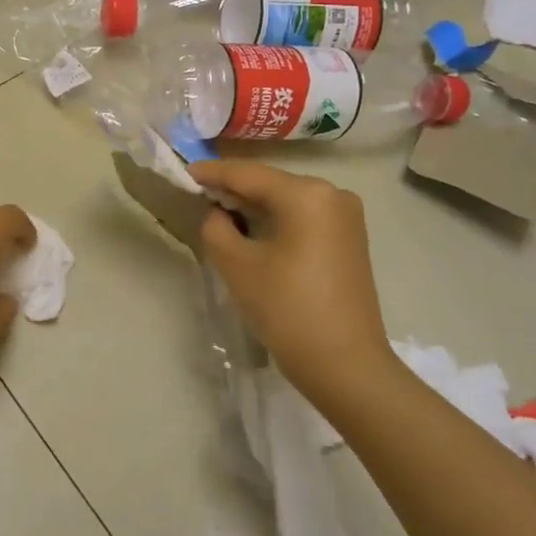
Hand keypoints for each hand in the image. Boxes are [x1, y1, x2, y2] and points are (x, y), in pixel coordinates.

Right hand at [190, 160, 393, 393]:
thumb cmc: (287, 309)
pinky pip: (303, 217)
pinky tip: (252, 227)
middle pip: (271, 184)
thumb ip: (216, 227)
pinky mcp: (350, 239)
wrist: (345, 364)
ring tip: (219, 208)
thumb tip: (218, 214)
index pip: (248, 175)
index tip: (185, 171)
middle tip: (199, 190)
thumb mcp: (237, 265)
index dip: (213, 173)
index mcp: (306, 195)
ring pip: (287, 200)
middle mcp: (332, 194)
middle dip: (235, 188)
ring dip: (255, 205)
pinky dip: (276, 219)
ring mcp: (346, 217)